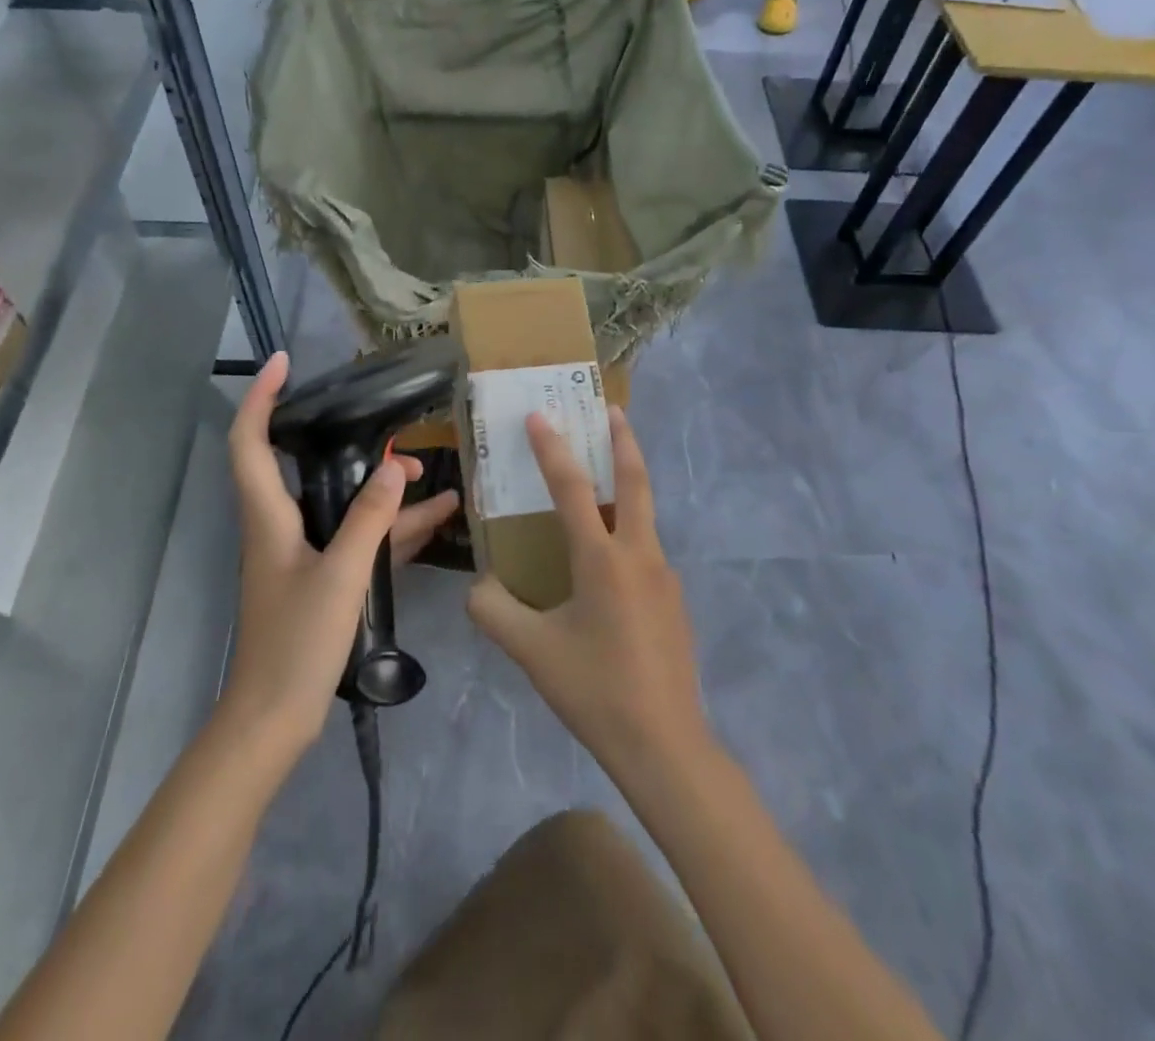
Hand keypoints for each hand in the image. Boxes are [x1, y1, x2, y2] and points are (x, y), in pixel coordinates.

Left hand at [223, 353, 459, 753]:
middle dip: (350, 444)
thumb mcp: (340, 575)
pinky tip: (435, 522)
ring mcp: (303, 553)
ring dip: (383, 490)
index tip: (283, 362)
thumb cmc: (296, 644)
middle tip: (393, 434)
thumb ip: (370, 519)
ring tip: (433, 478)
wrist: (274, 719)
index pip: (250, 441)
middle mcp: (281, 526)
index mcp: (269, 517)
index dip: (260, 397)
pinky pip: (358, 539)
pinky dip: (391, 529)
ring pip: (343, 504)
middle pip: (309, 466)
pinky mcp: (322, 578)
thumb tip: (396, 466)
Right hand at [467, 408, 710, 781]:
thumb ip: (493, 610)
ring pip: (643, 516)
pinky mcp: (674, 601)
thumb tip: (480, 585)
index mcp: (603, 559)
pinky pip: (644, 551)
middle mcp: (640, 555)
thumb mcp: (530, 651)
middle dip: (624, 440)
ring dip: (626, 486)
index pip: (573, 488)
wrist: (665, 745)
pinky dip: (626, 531)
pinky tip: (605, 563)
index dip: (552, 448)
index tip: (539, 415)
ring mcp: (664, 577)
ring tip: (601, 482)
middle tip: (612, 410)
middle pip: (636, 481)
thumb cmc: (594, 689)